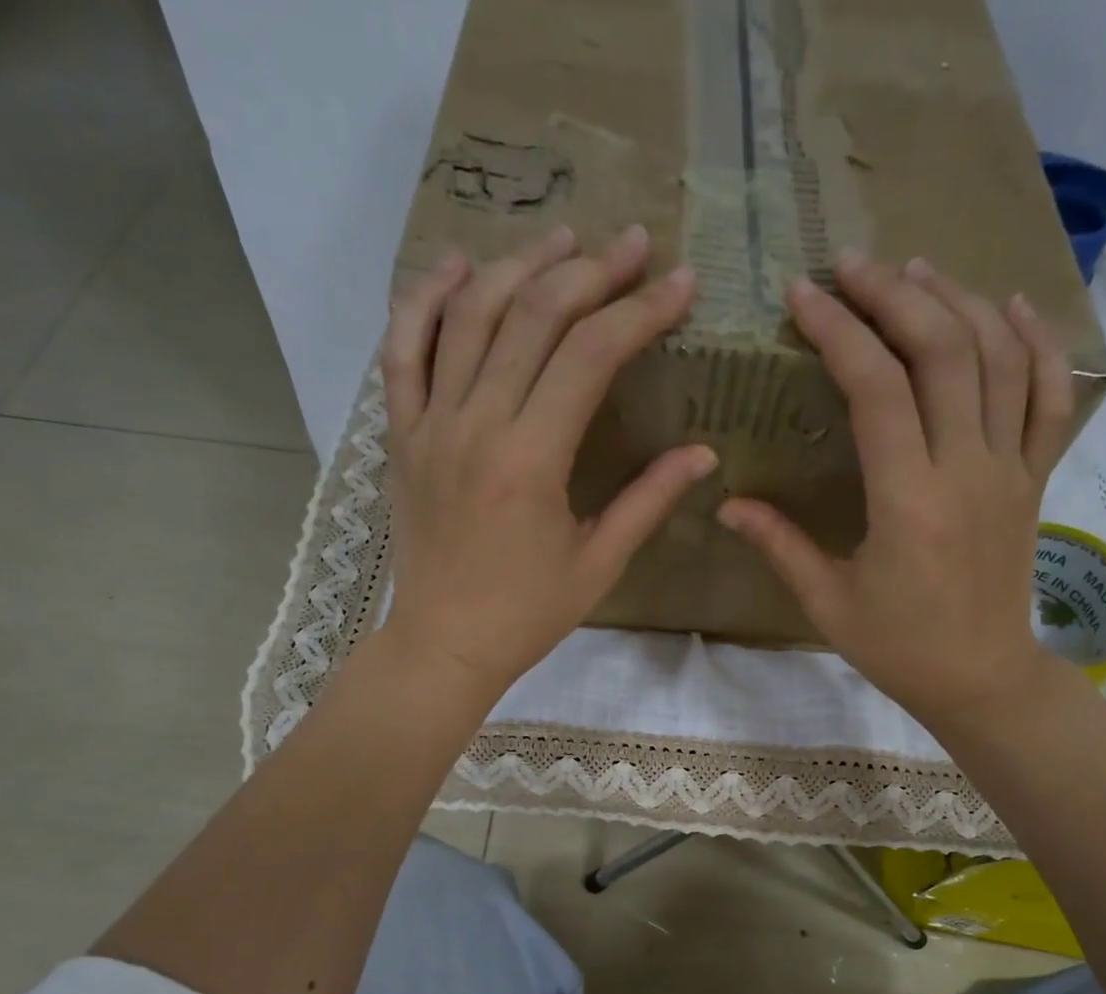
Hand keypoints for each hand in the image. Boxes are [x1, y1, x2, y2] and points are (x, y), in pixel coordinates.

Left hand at [380, 225, 716, 703]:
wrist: (444, 643)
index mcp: (531, 461)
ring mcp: (430, 424)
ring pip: (469, 316)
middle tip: (633, 246)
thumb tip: (703, 454)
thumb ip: (649, 501)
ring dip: (519, 266)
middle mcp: (476, 425)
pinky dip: (426, 300)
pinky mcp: (401, 434)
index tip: (680, 284)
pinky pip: (403, 351)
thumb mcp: (598, 563)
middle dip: (591, 271)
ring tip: (563, 238)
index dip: (639, 311)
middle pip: (533, 317)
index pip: (589, 356)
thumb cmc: (526, 615)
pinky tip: (458, 267)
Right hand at [717, 252, 1074, 726]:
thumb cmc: (898, 647)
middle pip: (942, 351)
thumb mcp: (827, 602)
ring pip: (999, 358)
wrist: (980, 677)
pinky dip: (1037, 343)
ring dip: (957, 301)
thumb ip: (779, 545)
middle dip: (894, 295)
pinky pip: (1050, 397)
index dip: (839, 332)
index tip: (804, 296)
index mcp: (908, 502)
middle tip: (852, 266)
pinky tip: (1010, 307)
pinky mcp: (1034, 478)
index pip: (877, 389)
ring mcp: (1010, 469)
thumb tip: (726, 502)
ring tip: (914, 271)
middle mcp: (966, 470)